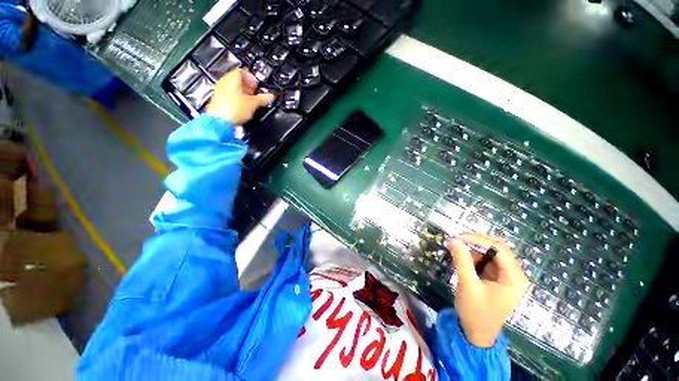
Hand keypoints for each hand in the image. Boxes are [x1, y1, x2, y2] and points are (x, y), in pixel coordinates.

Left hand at [206, 68, 274, 124]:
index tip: (257, 87)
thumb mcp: (253, 104)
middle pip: (237, 79)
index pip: (243, 71)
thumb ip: (262, 99)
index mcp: (232, 78)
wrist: (219, 121)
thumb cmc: (235, 108)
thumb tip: (271, 96)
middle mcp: (224, 81)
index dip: (252, 78)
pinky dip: (236, 98)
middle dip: (248, 86)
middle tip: (255, 94)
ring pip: (233, 87)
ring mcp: (219, 90)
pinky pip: (228, 95)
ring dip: (242, 93)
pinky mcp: (217, 100)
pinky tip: (241, 107)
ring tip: (250, 102)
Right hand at [446, 233, 528, 347]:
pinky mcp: (494, 277)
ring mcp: (504, 275)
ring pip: (488, 252)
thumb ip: (461, 260)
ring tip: (456, 256)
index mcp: (514, 277)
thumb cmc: (476, 312)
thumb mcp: (467, 285)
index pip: (498, 248)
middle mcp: (512, 273)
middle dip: (475, 242)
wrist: (476, 334)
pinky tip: (462, 263)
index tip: (457, 237)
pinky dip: (472, 258)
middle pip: (496, 247)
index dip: (477, 239)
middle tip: (456, 241)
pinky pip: (484, 260)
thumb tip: (453, 240)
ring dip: (472, 251)